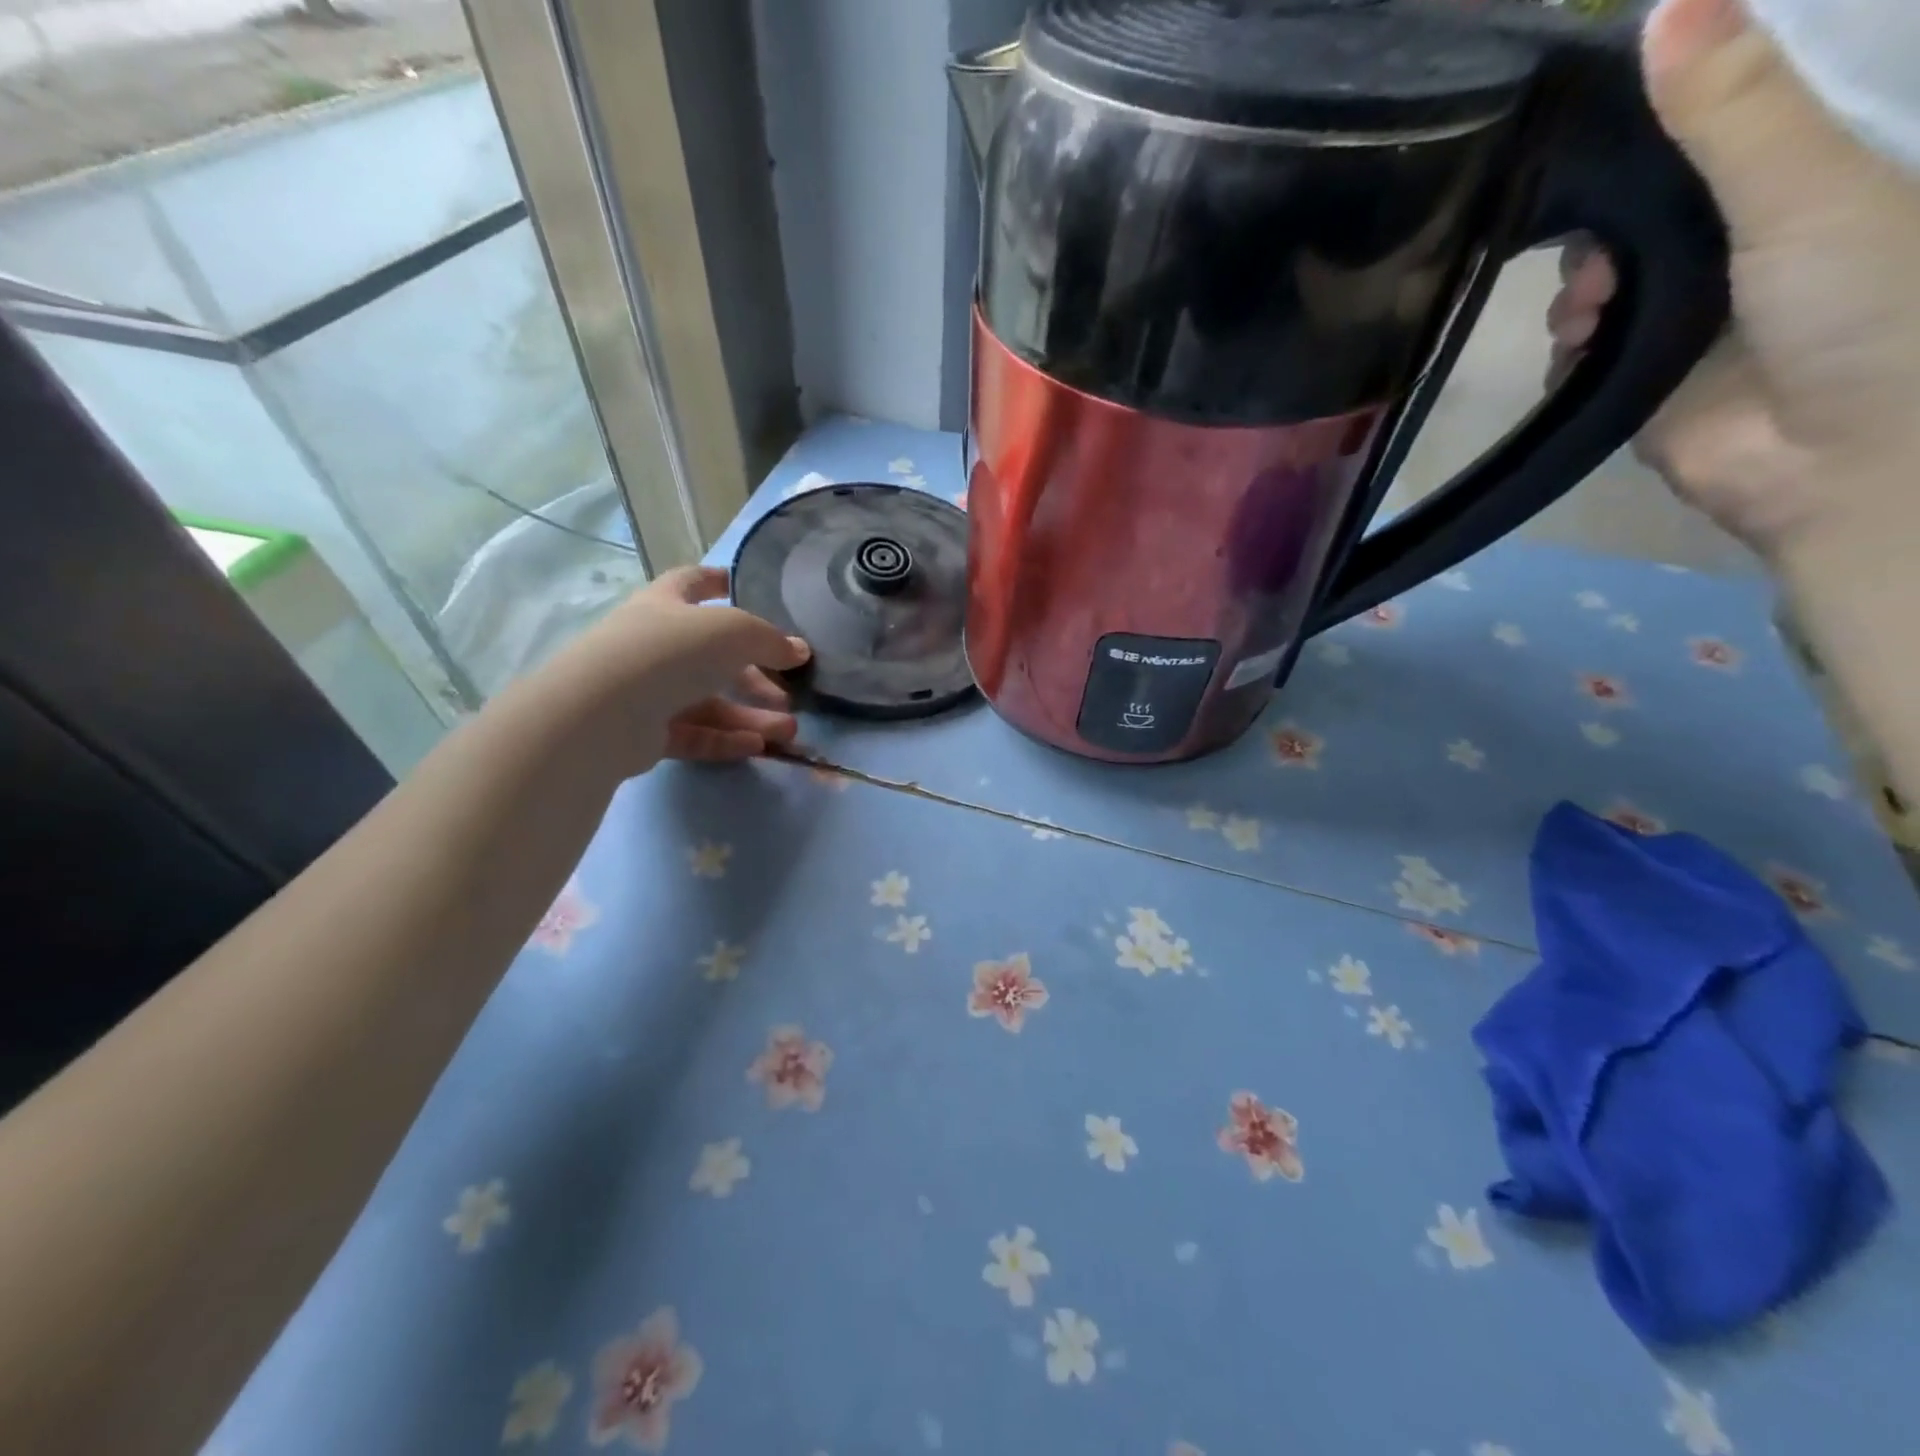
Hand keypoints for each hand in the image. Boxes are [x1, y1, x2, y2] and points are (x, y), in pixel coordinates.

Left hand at [548, 564, 809, 776]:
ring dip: (751, 715)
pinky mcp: (644, 733)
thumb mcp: (733, 632)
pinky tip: (756, 746)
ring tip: (788, 731)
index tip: (743, 585)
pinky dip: (726, 738)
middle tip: (791, 693)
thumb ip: (770, 640)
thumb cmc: (670, 652)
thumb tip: (799, 651)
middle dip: (757, 676)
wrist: (603, 712)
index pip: (691, 582)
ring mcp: (646, 691)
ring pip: (709, 702)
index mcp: (666, 605)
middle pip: (714, 658)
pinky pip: (695, 733)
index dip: (717, 580)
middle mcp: (654, 644)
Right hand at [1545, 0, 1919, 561]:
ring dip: (1577, 294)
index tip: (1588, 137)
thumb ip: (1733, 110)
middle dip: (1598, 231)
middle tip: (1596, 258)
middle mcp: (1735, 243)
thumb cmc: (1861, 304)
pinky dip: (1568, 352)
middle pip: (1636, 214)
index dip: (1649, 129)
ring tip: (1588, 317)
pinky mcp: (1637, 379)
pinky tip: (1579, 354)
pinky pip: (1578, 353)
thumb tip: (1666, 4)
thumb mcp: (1805, 187)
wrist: (1836, 458)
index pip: (1706, 132)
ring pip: (1596, 284)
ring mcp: (1683, 317)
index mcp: (1799, 179)